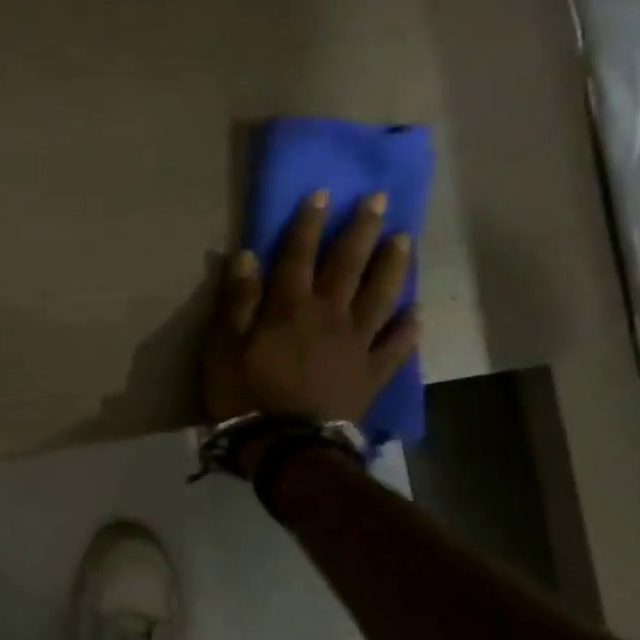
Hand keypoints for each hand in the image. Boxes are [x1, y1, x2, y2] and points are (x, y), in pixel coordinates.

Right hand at [201, 190, 419, 429]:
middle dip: (361, 230)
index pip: (299, 254)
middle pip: (348, 265)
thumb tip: (248, 255)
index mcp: (290, 307)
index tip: (323, 192)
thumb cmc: (245, 394)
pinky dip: (407, 328)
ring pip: (379, 296)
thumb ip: (237, 300)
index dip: (308, 222)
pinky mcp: (371, 373)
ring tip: (404, 240)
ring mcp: (356, 344)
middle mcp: (329, 315)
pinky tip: (415, 313)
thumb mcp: (223, 346)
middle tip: (380, 200)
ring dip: (392, 266)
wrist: (287, 447)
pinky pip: (395, 346)